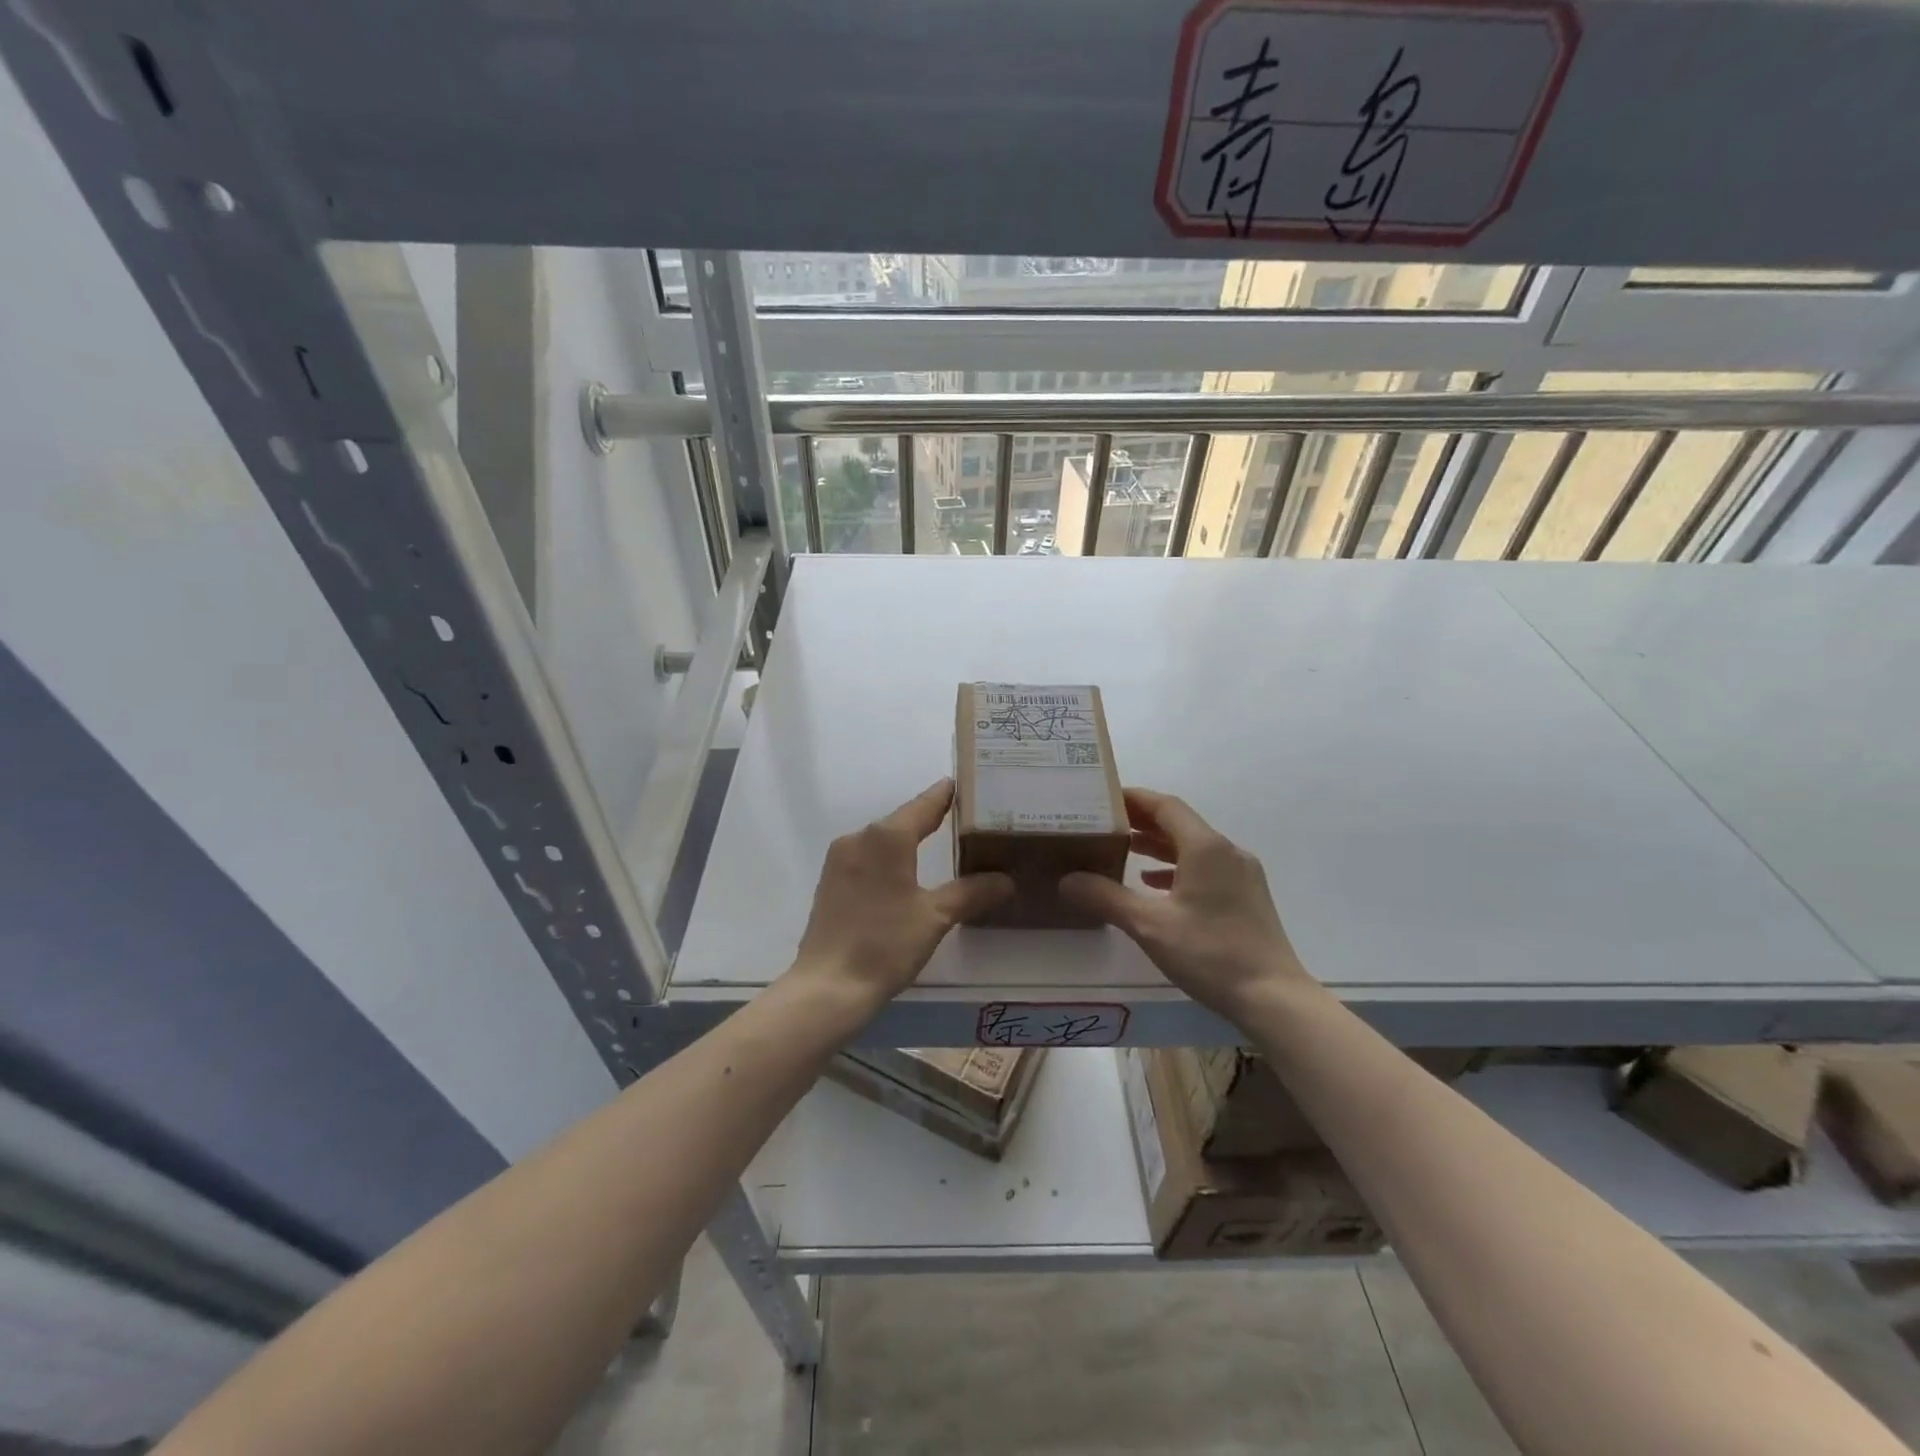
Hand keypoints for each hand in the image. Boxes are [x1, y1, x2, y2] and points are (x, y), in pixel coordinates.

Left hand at [791, 779, 1012, 1007]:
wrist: (828, 987)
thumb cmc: (886, 944)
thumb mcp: (936, 917)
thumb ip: (971, 892)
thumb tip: (1005, 880)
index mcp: (887, 836)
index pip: (924, 804)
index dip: (946, 795)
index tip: (966, 784)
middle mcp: (860, 837)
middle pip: (902, 820)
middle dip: (931, 819)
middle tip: (964, 820)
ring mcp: (840, 859)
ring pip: (882, 840)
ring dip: (908, 841)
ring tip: (939, 845)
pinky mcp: (830, 881)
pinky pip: (867, 858)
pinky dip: (889, 859)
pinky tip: (904, 874)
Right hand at [1060, 788, 1312, 1017]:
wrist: (1274, 998)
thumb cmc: (1210, 953)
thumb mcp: (1150, 926)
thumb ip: (1106, 898)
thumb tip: (1067, 880)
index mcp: (1206, 847)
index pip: (1165, 806)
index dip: (1134, 799)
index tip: (1103, 798)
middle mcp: (1227, 852)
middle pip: (1180, 823)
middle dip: (1142, 822)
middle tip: (1105, 824)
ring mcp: (1241, 874)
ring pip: (1193, 847)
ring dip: (1159, 846)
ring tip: (1125, 851)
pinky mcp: (1246, 897)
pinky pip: (1206, 868)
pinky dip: (1177, 869)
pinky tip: (1155, 887)